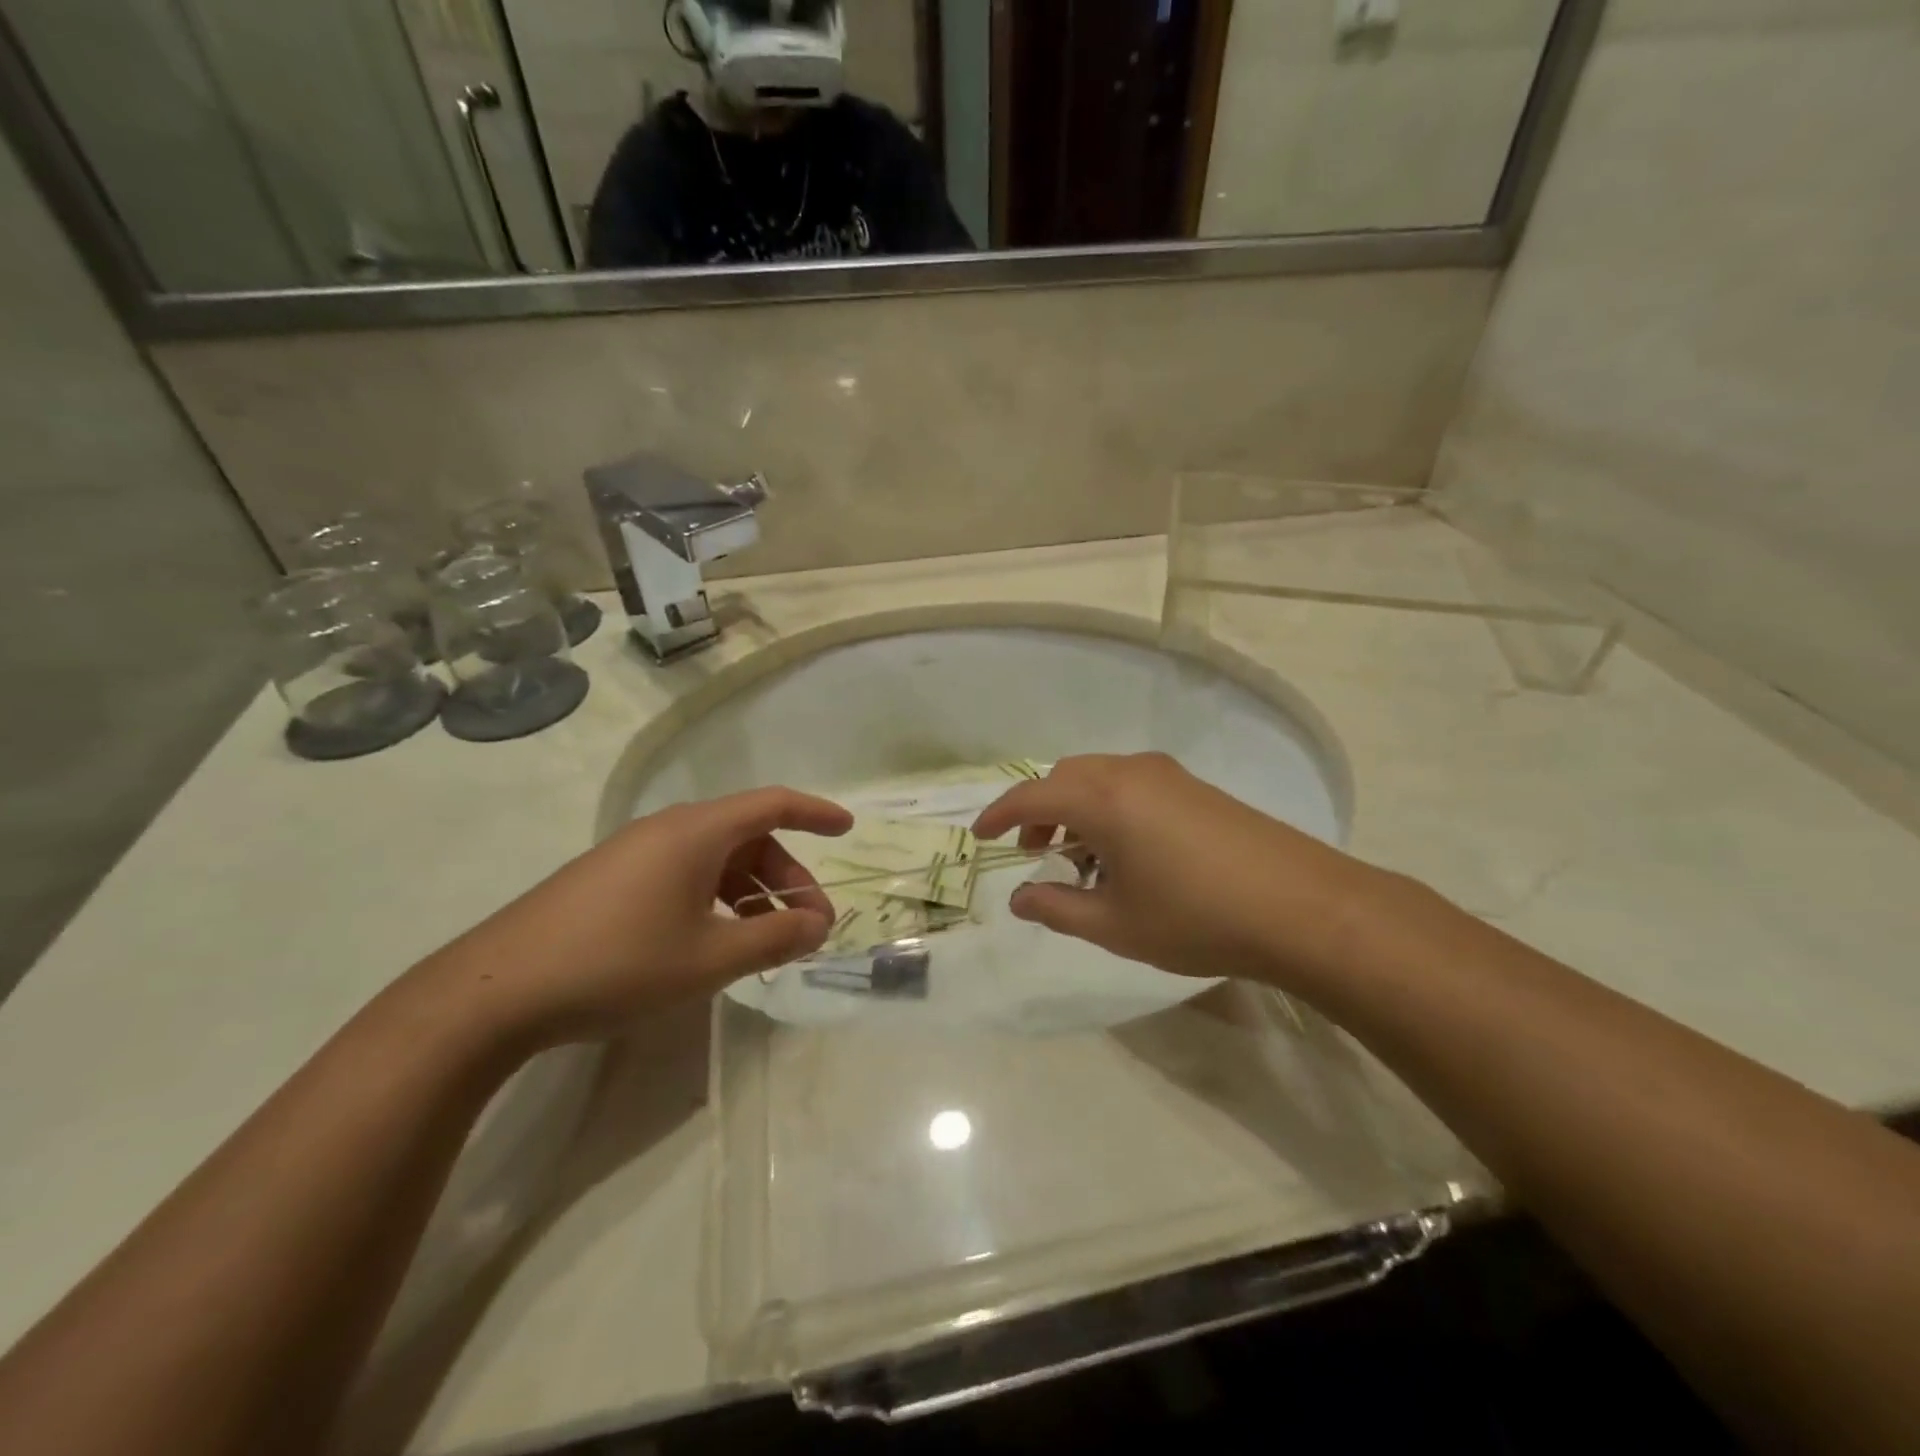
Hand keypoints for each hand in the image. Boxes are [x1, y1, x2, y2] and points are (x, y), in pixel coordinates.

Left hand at [424, 788, 852, 1043]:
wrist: (494, 992)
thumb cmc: (618, 964)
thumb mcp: (710, 959)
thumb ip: (774, 938)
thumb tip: (819, 924)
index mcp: (696, 832)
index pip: (773, 804)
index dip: (816, 813)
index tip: (848, 829)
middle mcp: (667, 829)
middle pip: (748, 838)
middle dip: (787, 878)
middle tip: (809, 926)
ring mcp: (633, 853)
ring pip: (715, 859)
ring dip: (751, 892)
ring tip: (766, 940)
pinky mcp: (609, 879)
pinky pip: (683, 874)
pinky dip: (715, 898)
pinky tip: (714, 941)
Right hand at [972, 753, 1392, 991]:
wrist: (1301, 907)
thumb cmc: (1196, 918)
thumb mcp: (1115, 924)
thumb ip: (1057, 907)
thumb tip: (1019, 899)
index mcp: (1103, 799)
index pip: (1032, 795)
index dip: (1000, 814)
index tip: (980, 835)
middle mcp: (1131, 773)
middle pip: (1066, 778)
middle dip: (1040, 811)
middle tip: (1035, 852)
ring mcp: (1169, 776)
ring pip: (1100, 779)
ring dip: (1077, 809)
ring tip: (1081, 859)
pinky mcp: (1197, 788)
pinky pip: (1132, 786)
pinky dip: (1110, 809)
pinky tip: (1126, 854)